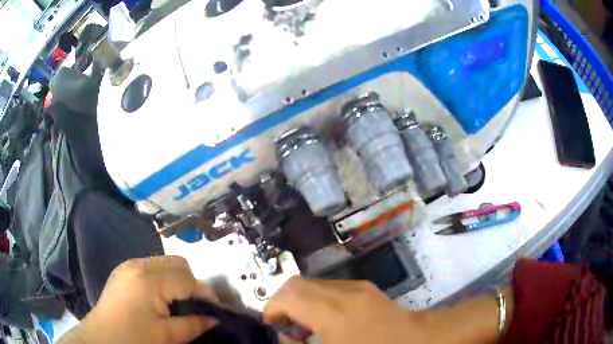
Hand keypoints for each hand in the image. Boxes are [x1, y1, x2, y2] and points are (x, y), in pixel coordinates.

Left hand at [59, 256, 217, 343]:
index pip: (188, 278)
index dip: (205, 295)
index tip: (215, 311)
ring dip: (176, 281)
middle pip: (178, 263)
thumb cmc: (134, 338)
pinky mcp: (123, 271)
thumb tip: (217, 319)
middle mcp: (139, 264)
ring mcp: (128, 265)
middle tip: (194, 307)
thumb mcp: (167, 336)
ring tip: (178, 304)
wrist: (101, 339)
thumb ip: (194, 324)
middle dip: (191, 283)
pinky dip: (162, 280)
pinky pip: (151, 268)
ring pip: (164, 264)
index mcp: (149, 278)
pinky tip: (160, 299)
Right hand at [263, 277, 431, 343]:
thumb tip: (287, 336)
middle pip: (297, 284)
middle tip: (288, 327)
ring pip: (313, 284)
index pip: (288, 295)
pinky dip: (318, 300)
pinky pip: (330, 288)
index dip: (272, 307)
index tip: (272, 325)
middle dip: (284, 303)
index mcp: (332, 311)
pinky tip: (328, 320)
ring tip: (308, 325)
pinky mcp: (365, 288)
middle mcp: (342, 291)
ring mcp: (356, 286)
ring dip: (301, 301)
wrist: (418, 340)